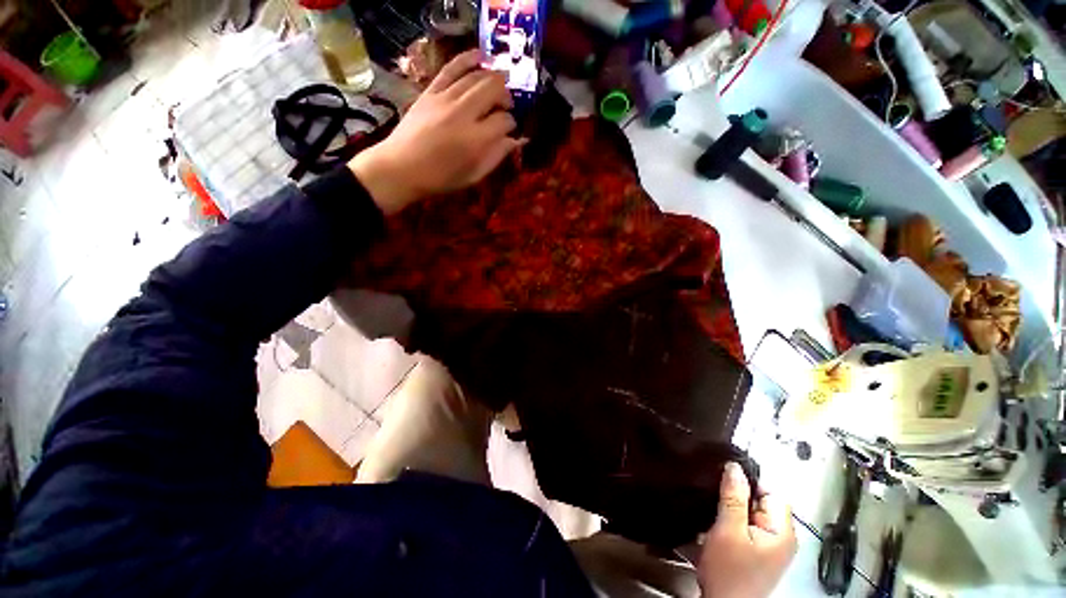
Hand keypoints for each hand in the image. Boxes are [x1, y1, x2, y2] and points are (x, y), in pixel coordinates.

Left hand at [350, 49, 522, 214]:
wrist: (401, 168)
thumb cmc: (441, 178)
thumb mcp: (474, 175)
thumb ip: (496, 156)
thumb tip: (517, 141)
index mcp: (476, 140)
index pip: (504, 122)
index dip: (512, 125)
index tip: (511, 131)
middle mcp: (464, 114)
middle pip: (493, 90)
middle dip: (506, 96)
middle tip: (507, 106)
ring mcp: (445, 98)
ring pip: (476, 77)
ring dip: (493, 78)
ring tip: (499, 86)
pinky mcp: (431, 91)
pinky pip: (452, 67)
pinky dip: (468, 58)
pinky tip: (481, 56)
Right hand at [698, 463, 796, 597]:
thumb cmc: (728, 571)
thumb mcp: (728, 531)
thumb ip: (733, 498)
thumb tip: (734, 466)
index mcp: (782, 531)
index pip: (772, 491)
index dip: (749, 481)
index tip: (725, 477)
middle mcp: (781, 537)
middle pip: (762, 501)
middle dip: (738, 495)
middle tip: (716, 495)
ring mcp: (769, 545)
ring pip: (751, 512)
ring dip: (732, 507)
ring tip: (714, 508)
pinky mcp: (757, 551)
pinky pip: (746, 524)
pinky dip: (731, 520)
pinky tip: (717, 523)